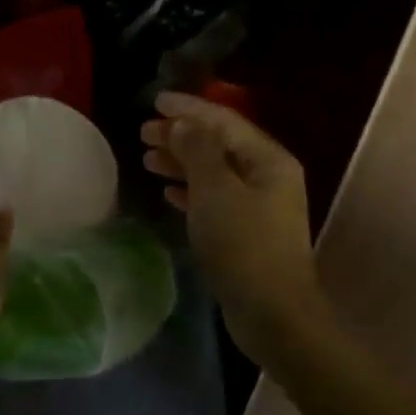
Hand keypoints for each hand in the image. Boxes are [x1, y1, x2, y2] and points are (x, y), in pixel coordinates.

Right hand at [141, 92, 322, 362]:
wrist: (272, 312)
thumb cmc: (243, 245)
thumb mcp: (216, 191)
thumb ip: (198, 151)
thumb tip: (184, 124)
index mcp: (268, 160)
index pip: (224, 121)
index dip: (189, 108)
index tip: (155, 102)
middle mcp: (268, 177)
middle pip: (219, 145)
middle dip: (181, 136)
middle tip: (143, 133)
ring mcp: (259, 206)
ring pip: (214, 173)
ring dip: (182, 163)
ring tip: (148, 159)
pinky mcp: (247, 233)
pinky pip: (214, 199)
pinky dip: (191, 191)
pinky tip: (168, 193)